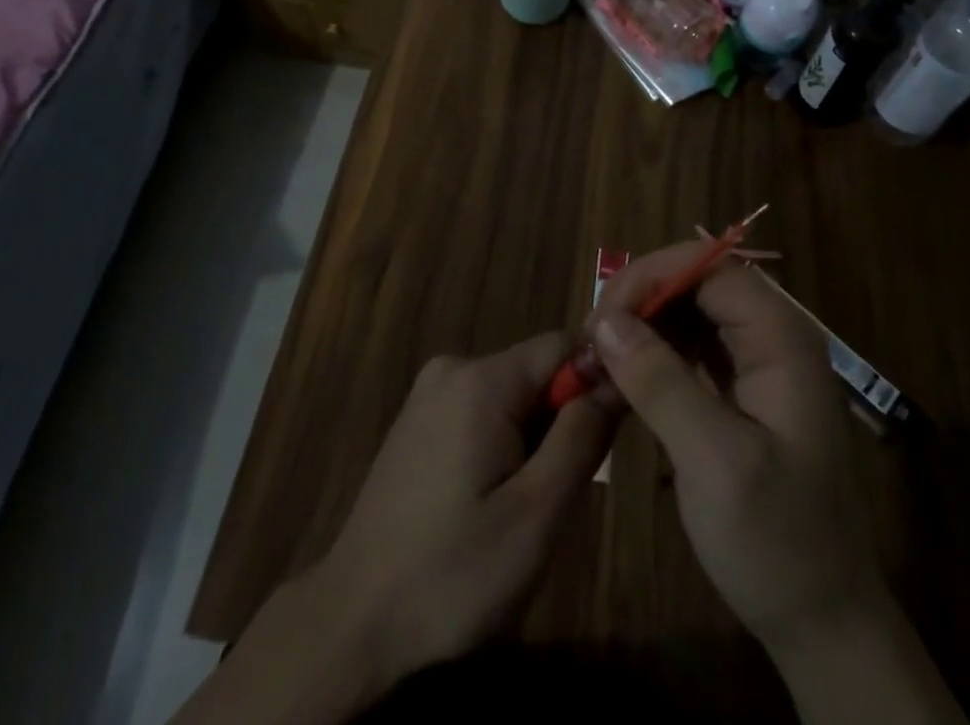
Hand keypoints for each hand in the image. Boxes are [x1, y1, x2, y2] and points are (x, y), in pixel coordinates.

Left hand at [311, 333, 615, 683]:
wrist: (354, 623)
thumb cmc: (453, 575)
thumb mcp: (536, 514)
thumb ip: (581, 437)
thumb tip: (615, 378)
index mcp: (481, 379)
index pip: (562, 346)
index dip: (596, 382)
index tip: (610, 437)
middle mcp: (452, 368)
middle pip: (535, 372)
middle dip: (560, 422)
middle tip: (556, 494)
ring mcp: (428, 394)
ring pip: (510, 396)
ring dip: (532, 440)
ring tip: (520, 509)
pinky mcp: (416, 421)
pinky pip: (480, 412)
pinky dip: (500, 445)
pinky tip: (487, 504)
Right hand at [589, 248, 879, 652]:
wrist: (822, 623)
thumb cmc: (776, 541)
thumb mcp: (714, 462)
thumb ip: (660, 383)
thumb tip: (605, 321)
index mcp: (782, 339)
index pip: (711, 268)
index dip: (653, 277)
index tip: (603, 316)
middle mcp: (773, 337)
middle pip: (699, 282)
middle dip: (643, 298)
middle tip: (595, 338)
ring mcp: (758, 363)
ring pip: (691, 310)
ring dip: (644, 323)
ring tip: (603, 354)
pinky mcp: (741, 388)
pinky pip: (692, 345)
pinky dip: (655, 350)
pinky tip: (626, 373)